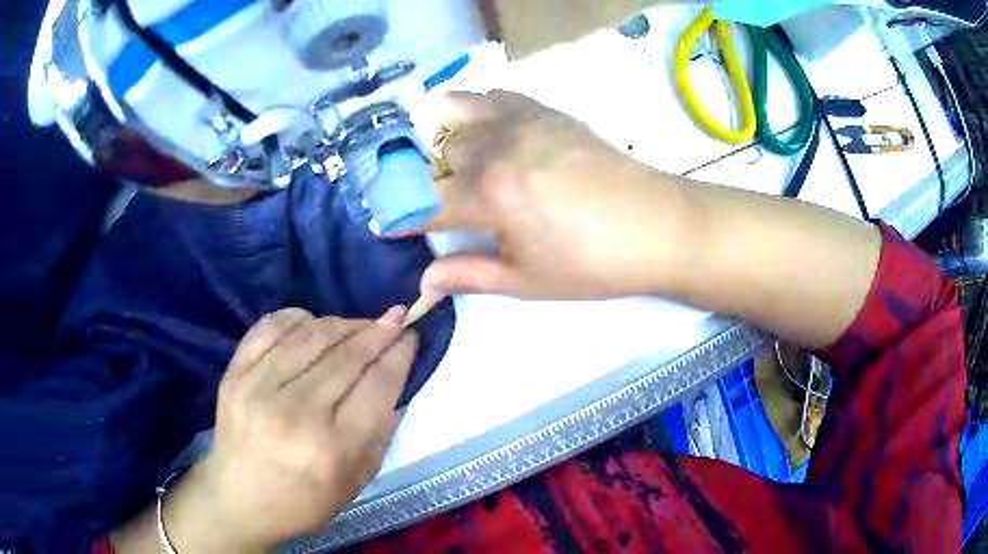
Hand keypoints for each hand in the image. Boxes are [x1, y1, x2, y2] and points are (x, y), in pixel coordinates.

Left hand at [167, 307, 416, 550]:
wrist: (237, 499)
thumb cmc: (302, 501)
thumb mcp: (355, 482)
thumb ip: (379, 434)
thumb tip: (394, 381)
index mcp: (332, 448)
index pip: (376, 385)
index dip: (398, 354)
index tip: (410, 337)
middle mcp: (296, 412)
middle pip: (347, 355)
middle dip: (378, 332)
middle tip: (394, 320)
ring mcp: (259, 387)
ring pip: (311, 335)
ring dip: (342, 322)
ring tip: (357, 325)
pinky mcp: (234, 374)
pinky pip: (269, 328)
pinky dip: (296, 317)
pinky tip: (311, 322)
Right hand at [421, 90, 687, 298]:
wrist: (659, 226)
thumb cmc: (594, 264)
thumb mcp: (527, 281)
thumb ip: (468, 275)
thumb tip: (423, 283)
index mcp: (488, 196)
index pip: (421, 203)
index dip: (399, 218)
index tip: (391, 227)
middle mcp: (495, 148)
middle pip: (432, 157)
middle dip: (421, 183)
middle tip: (433, 204)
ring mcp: (520, 121)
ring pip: (453, 116)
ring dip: (441, 141)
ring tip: (453, 164)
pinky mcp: (544, 110)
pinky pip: (491, 96)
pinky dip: (473, 108)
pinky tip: (483, 130)